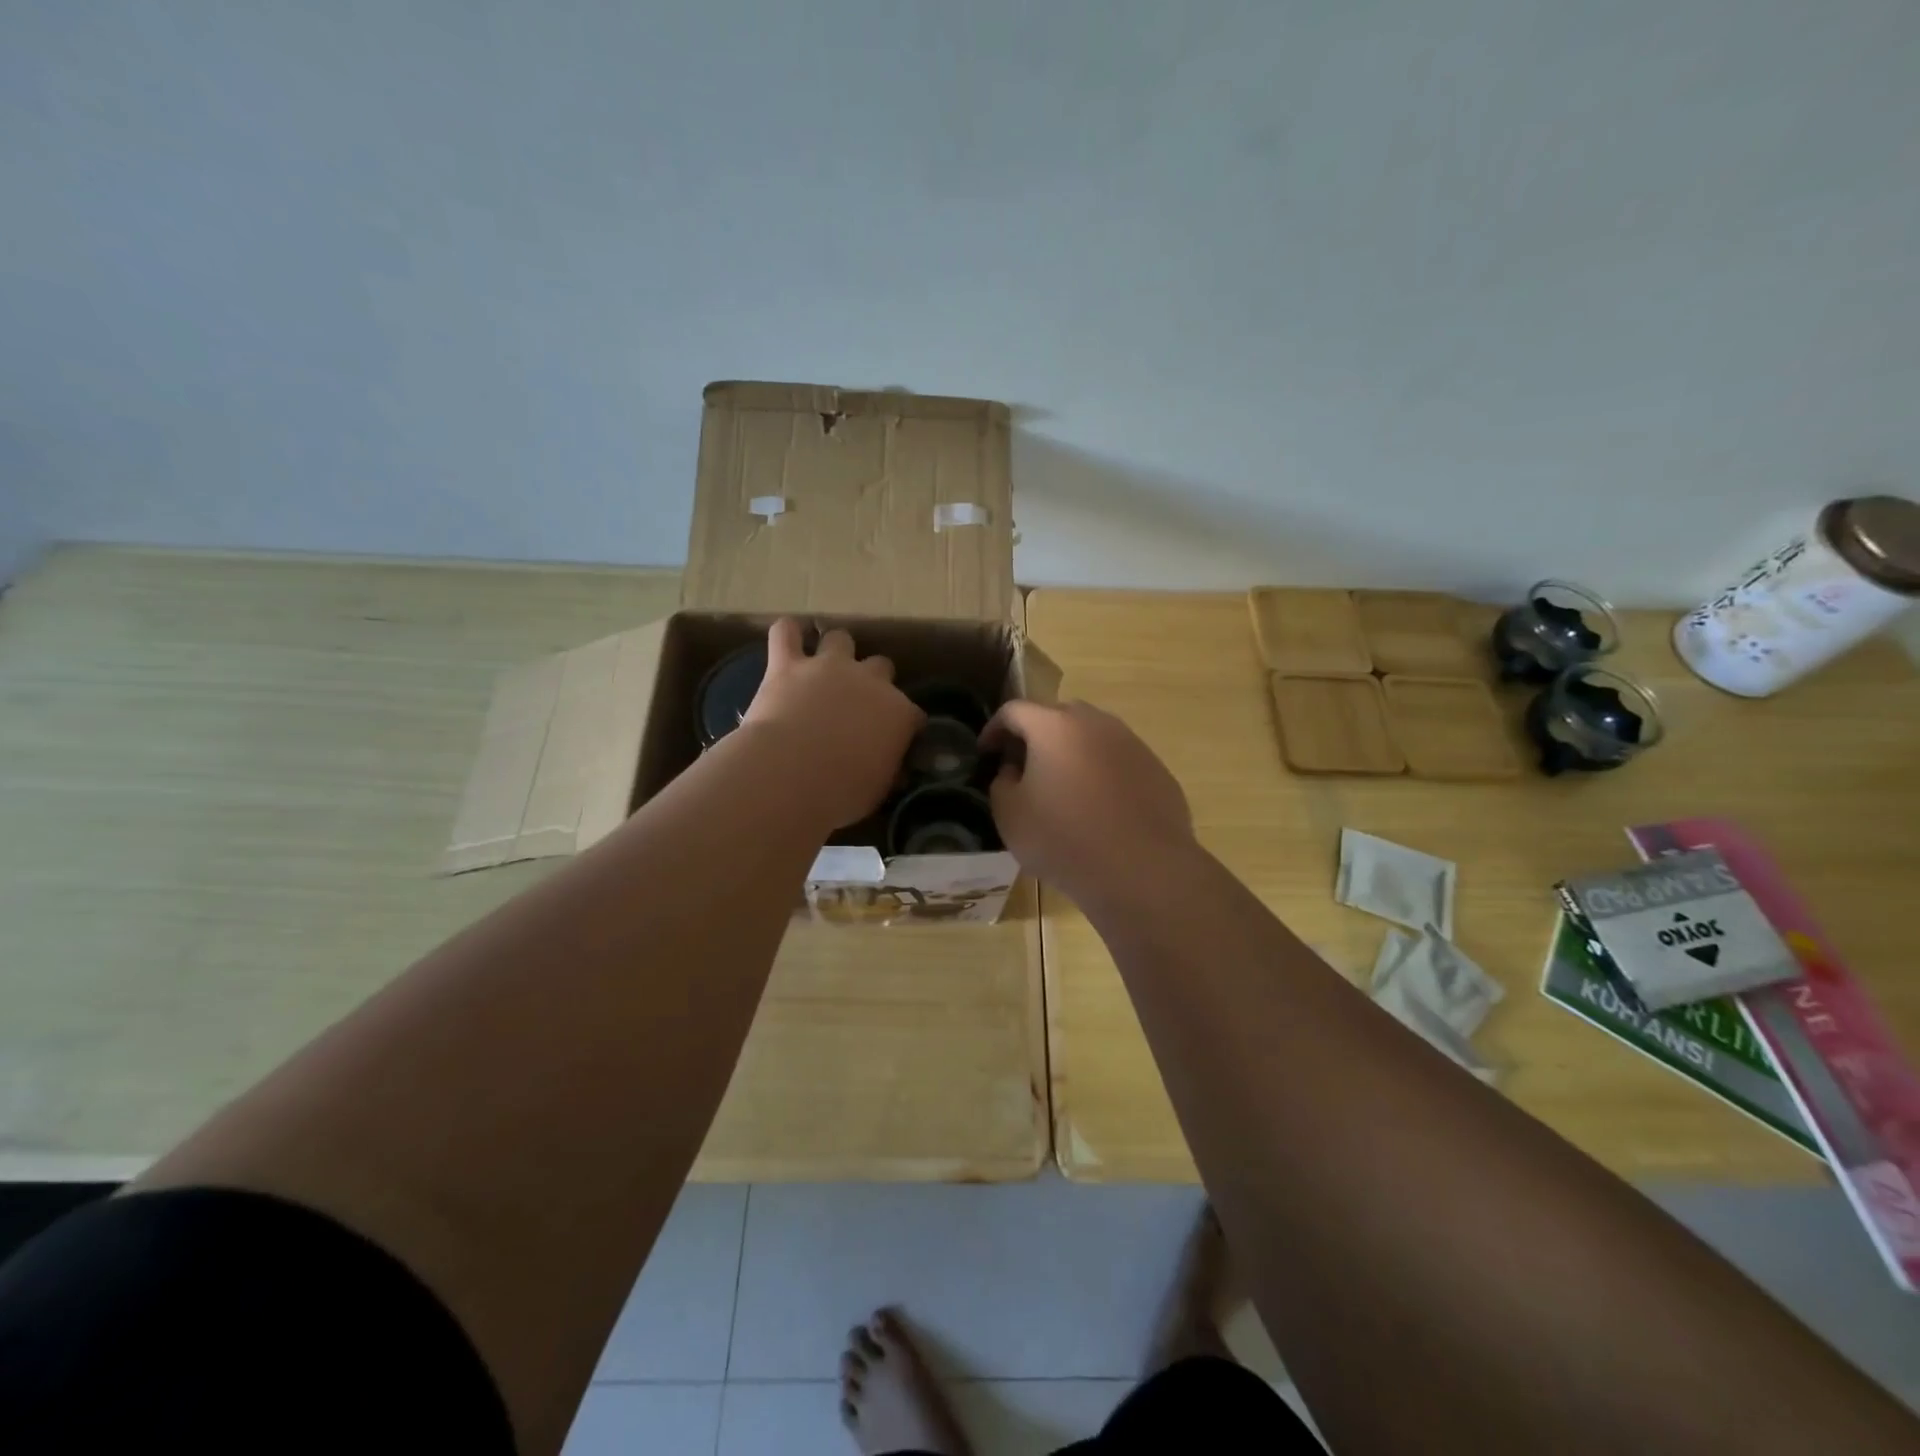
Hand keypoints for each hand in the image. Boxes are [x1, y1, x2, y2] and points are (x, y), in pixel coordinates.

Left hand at [741, 619, 924, 829]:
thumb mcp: (877, 790)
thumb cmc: (841, 793)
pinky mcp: (787, 664)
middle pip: (882, 666)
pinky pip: (786, 633)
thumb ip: (886, 770)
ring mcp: (828, 667)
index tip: (894, 739)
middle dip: (873, 680)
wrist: (791, 774)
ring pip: (840, 639)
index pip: (912, 713)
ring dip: (835, 651)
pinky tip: (788, 639)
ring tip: (824, 666)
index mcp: (898, 714)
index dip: (903, 724)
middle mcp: (870, 681)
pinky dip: (787, 634)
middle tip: (857, 702)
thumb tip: (892, 770)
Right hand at [980, 699, 1195, 905]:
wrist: (1142, 870)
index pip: (1014, 710)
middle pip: (1057, 716)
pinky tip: (1100, 808)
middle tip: (1024, 767)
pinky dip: (1102, 773)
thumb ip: (1002, 782)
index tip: (986, 753)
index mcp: (1054, 726)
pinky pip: (1118, 761)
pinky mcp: (1156, 769)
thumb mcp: (1010, 815)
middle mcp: (1096, 723)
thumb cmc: (1064, 839)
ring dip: (1072, 753)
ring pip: (1092, 736)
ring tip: (1063, 788)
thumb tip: (1015, 770)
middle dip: (1035, 735)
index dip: (994, 729)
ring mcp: (1132, 743)